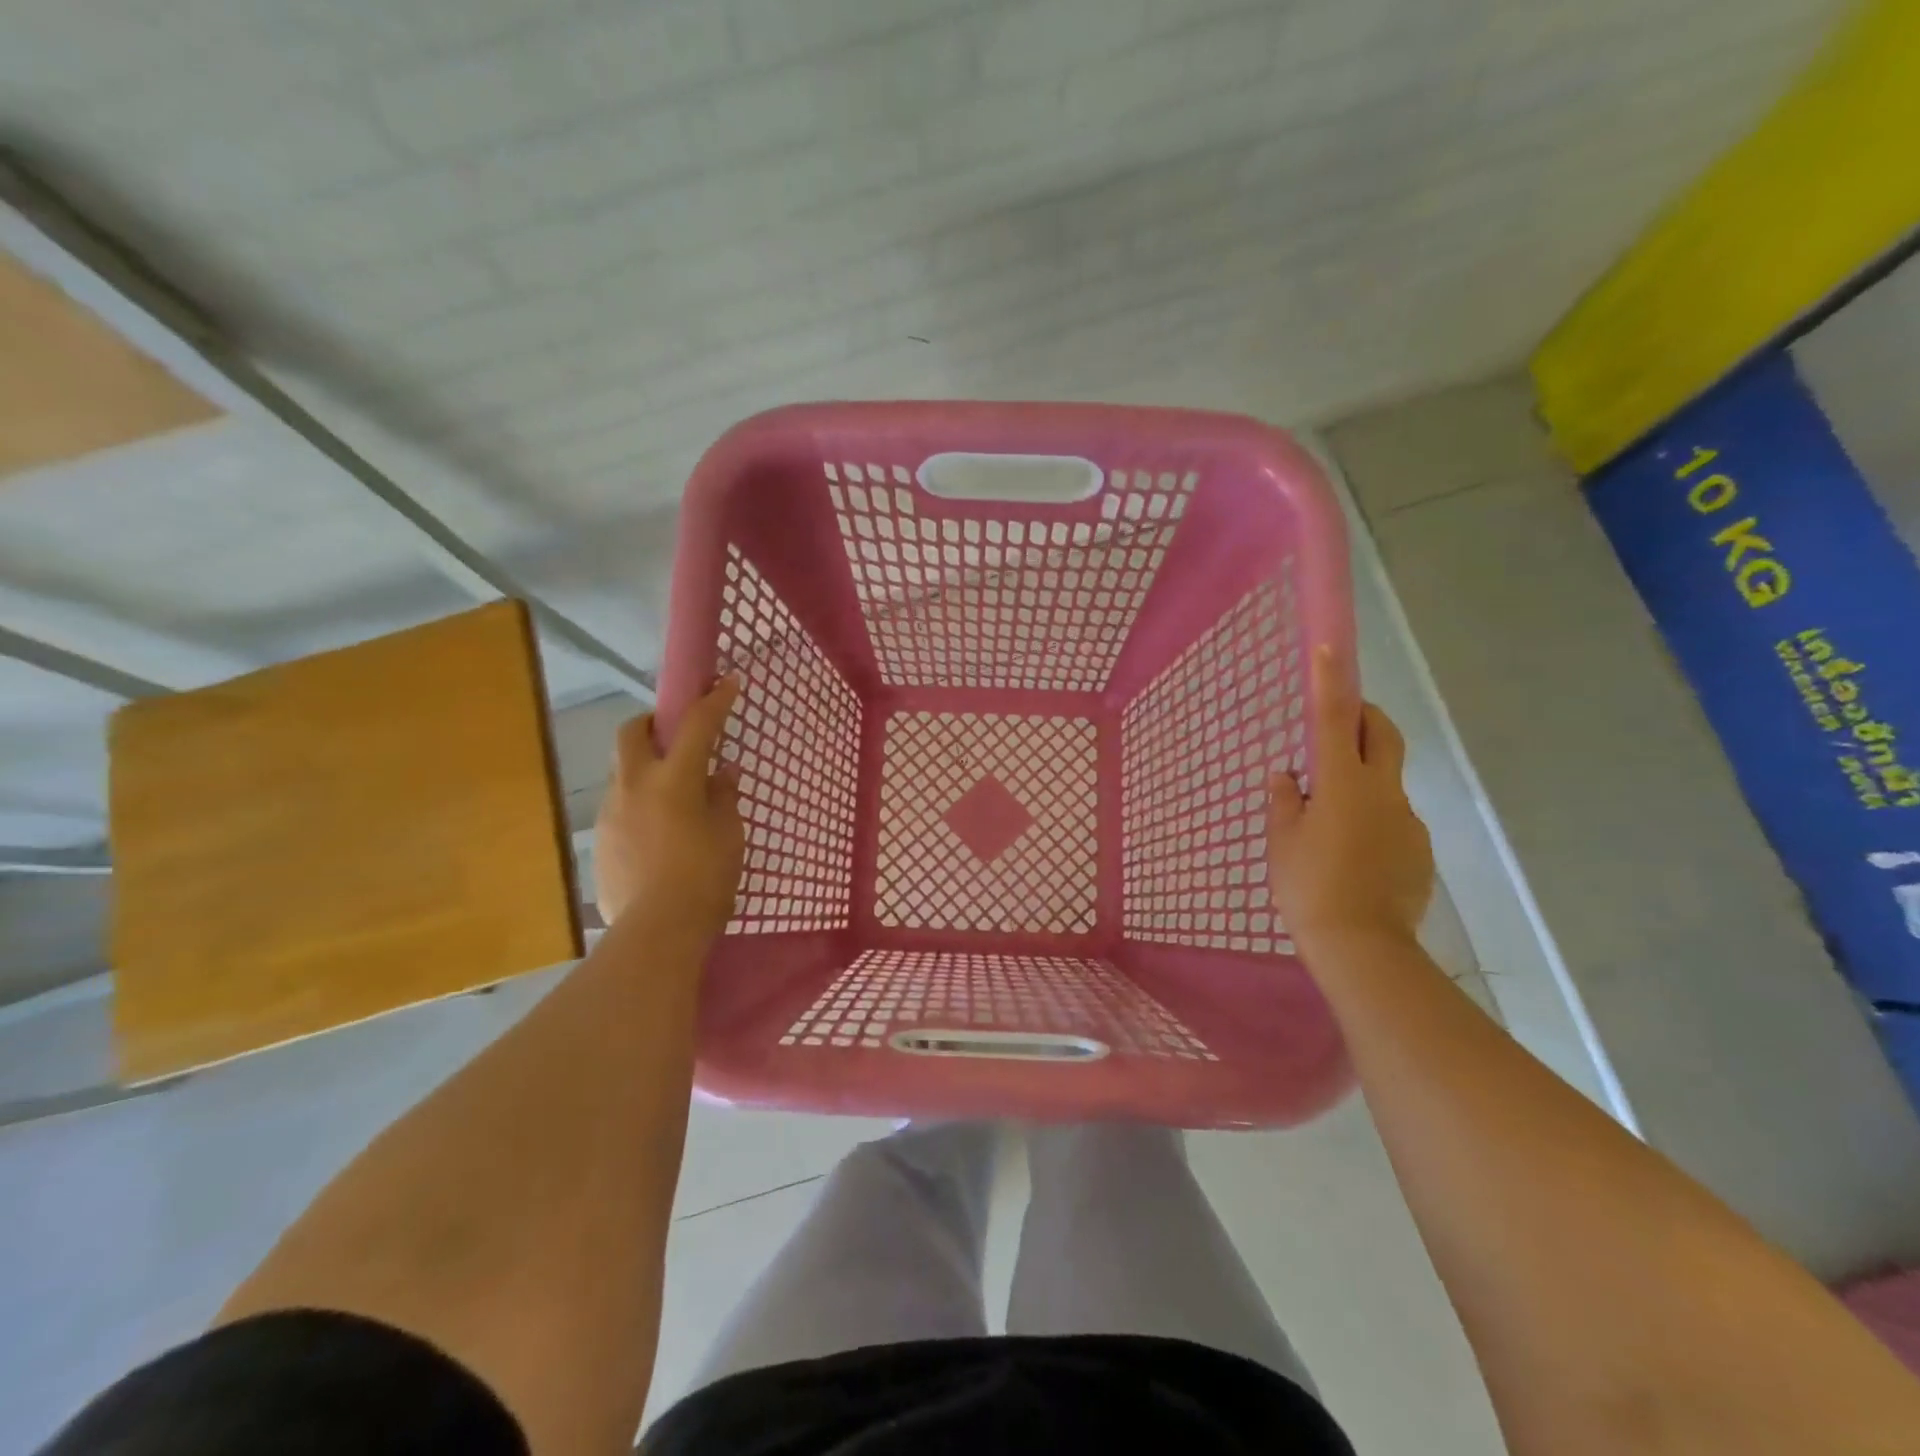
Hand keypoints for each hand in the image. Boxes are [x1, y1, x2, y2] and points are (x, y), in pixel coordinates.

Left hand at [593, 676, 743, 935]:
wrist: (657, 931)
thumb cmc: (706, 878)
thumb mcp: (729, 834)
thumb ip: (724, 797)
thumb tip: (721, 773)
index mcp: (673, 779)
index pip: (696, 725)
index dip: (714, 700)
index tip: (726, 681)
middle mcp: (634, 785)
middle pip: (633, 732)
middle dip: (653, 722)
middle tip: (676, 735)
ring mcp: (611, 812)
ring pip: (624, 771)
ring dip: (646, 768)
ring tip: (674, 797)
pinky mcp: (601, 840)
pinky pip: (620, 806)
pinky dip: (640, 804)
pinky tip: (659, 833)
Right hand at [1267, 647, 1433, 951]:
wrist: (1363, 947)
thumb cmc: (1309, 888)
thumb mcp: (1283, 843)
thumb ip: (1285, 802)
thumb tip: (1287, 776)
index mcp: (1343, 784)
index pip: (1335, 719)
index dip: (1331, 681)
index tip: (1329, 648)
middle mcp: (1383, 793)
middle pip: (1383, 735)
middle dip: (1366, 717)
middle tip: (1341, 725)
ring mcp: (1407, 822)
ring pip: (1386, 783)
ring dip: (1362, 783)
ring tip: (1332, 825)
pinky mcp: (1419, 851)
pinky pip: (1393, 821)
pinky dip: (1373, 823)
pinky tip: (1353, 858)